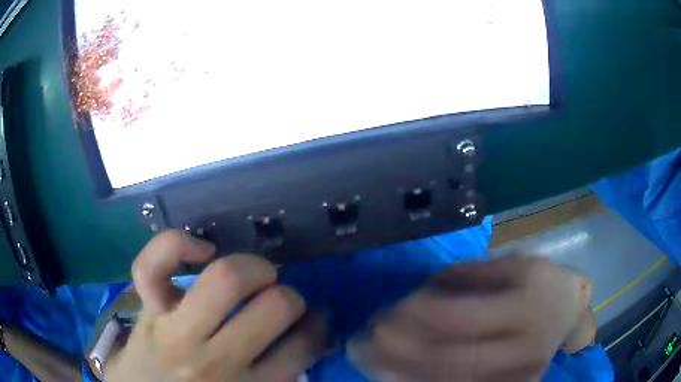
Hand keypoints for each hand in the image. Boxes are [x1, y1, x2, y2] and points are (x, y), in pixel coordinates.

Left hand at [105, 230, 326, 381]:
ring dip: (255, 268)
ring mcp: (176, 330)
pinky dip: (177, 244)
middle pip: (275, 307)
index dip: (317, 328)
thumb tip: (305, 344)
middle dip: (289, 297)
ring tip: (255, 273)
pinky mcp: (147, 310)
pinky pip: (153, 266)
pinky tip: (201, 249)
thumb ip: (276, 381)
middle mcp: (216, 361)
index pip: (301, 350)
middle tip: (281, 300)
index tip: (315, 320)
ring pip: (227, 279)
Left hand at [349, 257, 591, 381]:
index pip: (458, 319)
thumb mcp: (512, 264)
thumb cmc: (539, 282)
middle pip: (449, 360)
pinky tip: (394, 378)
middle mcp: (525, 346)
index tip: (382, 313)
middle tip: (360, 341)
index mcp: (526, 302)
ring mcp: (518, 377)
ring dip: (401, 374)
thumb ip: (466, 276)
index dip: (413, 318)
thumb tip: (415, 294)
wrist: (568, 313)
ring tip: (366, 360)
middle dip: (397, 352)